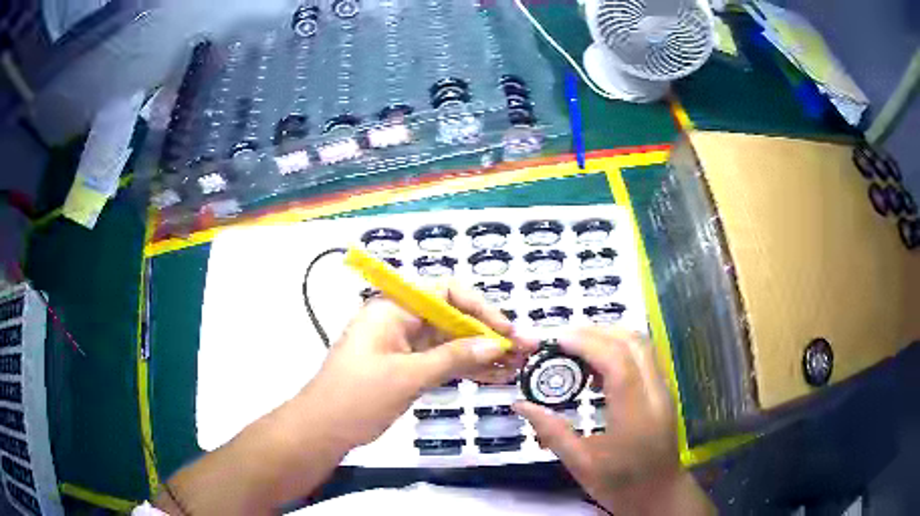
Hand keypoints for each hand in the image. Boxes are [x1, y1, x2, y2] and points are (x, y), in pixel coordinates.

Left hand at [304, 281, 538, 448]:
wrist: (322, 430)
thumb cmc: (358, 397)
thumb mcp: (408, 376)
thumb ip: (453, 358)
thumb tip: (497, 344)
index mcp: (394, 309)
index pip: (445, 293)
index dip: (480, 308)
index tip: (506, 330)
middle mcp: (401, 321)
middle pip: (453, 319)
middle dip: (489, 334)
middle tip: (524, 350)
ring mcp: (404, 346)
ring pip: (451, 343)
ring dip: (483, 354)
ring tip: (518, 365)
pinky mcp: (407, 368)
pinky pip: (442, 362)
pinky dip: (466, 369)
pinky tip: (495, 376)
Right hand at [513, 327, 712, 514]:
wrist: (658, 493)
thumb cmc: (620, 484)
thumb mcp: (580, 464)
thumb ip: (551, 431)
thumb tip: (520, 404)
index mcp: (635, 415)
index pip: (617, 363)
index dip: (587, 344)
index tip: (556, 341)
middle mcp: (655, 393)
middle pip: (632, 342)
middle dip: (596, 331)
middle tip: (562, 340)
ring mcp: (663, 389)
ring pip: (641, 343)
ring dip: (608, 335)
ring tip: (576, 346)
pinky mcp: (663, 389)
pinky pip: (643, 355)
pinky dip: (619, 347)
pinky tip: (596, 365)